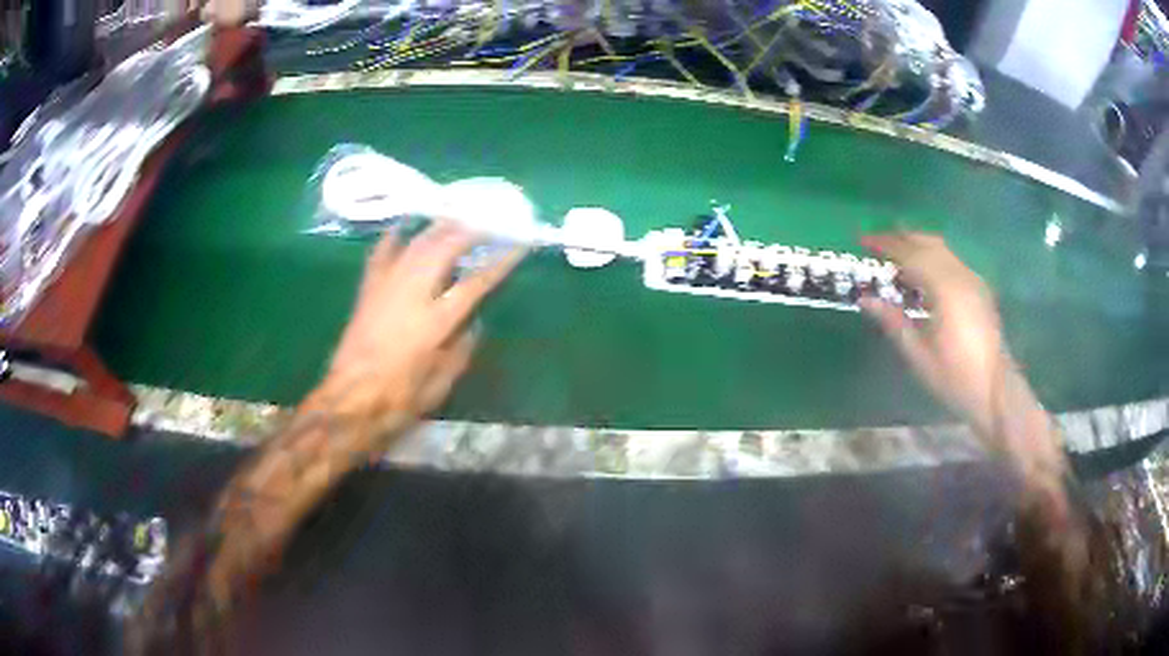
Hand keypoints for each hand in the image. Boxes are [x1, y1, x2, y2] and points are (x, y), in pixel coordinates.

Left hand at [320, 222, 525, 419]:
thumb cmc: (397, 400)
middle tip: (489, 220)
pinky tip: (405, 226)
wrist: (349, 401)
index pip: (476, 282)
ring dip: (439, 227)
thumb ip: (461, 351)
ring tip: (457, 217)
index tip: (518, 245)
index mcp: (435, 321)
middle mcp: (412, 294)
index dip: (500, 262)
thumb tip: (474, 324)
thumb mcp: (440, 386)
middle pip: (444, 248)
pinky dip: (395, 236)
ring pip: (416, 243)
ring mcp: (387, 287)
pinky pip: (382, 253)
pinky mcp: (368, 290)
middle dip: (470, 229)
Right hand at [858, 232, 1007, 437]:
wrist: (995, 391)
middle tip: (877, 242)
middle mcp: (961, 276)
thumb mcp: (919, 356)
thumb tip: (865, 299)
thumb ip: (893, 322)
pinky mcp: (979, 288)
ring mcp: (973, 280)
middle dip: (901, 238)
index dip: (886, 244)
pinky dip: (933, 256)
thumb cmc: (955, 378)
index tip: (863, 240)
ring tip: (896, 254)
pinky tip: (923, 273)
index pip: (911, 255)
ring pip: (942, 248)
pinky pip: (952, 260)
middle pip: (928, 243)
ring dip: (918, 244)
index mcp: (945, 290)